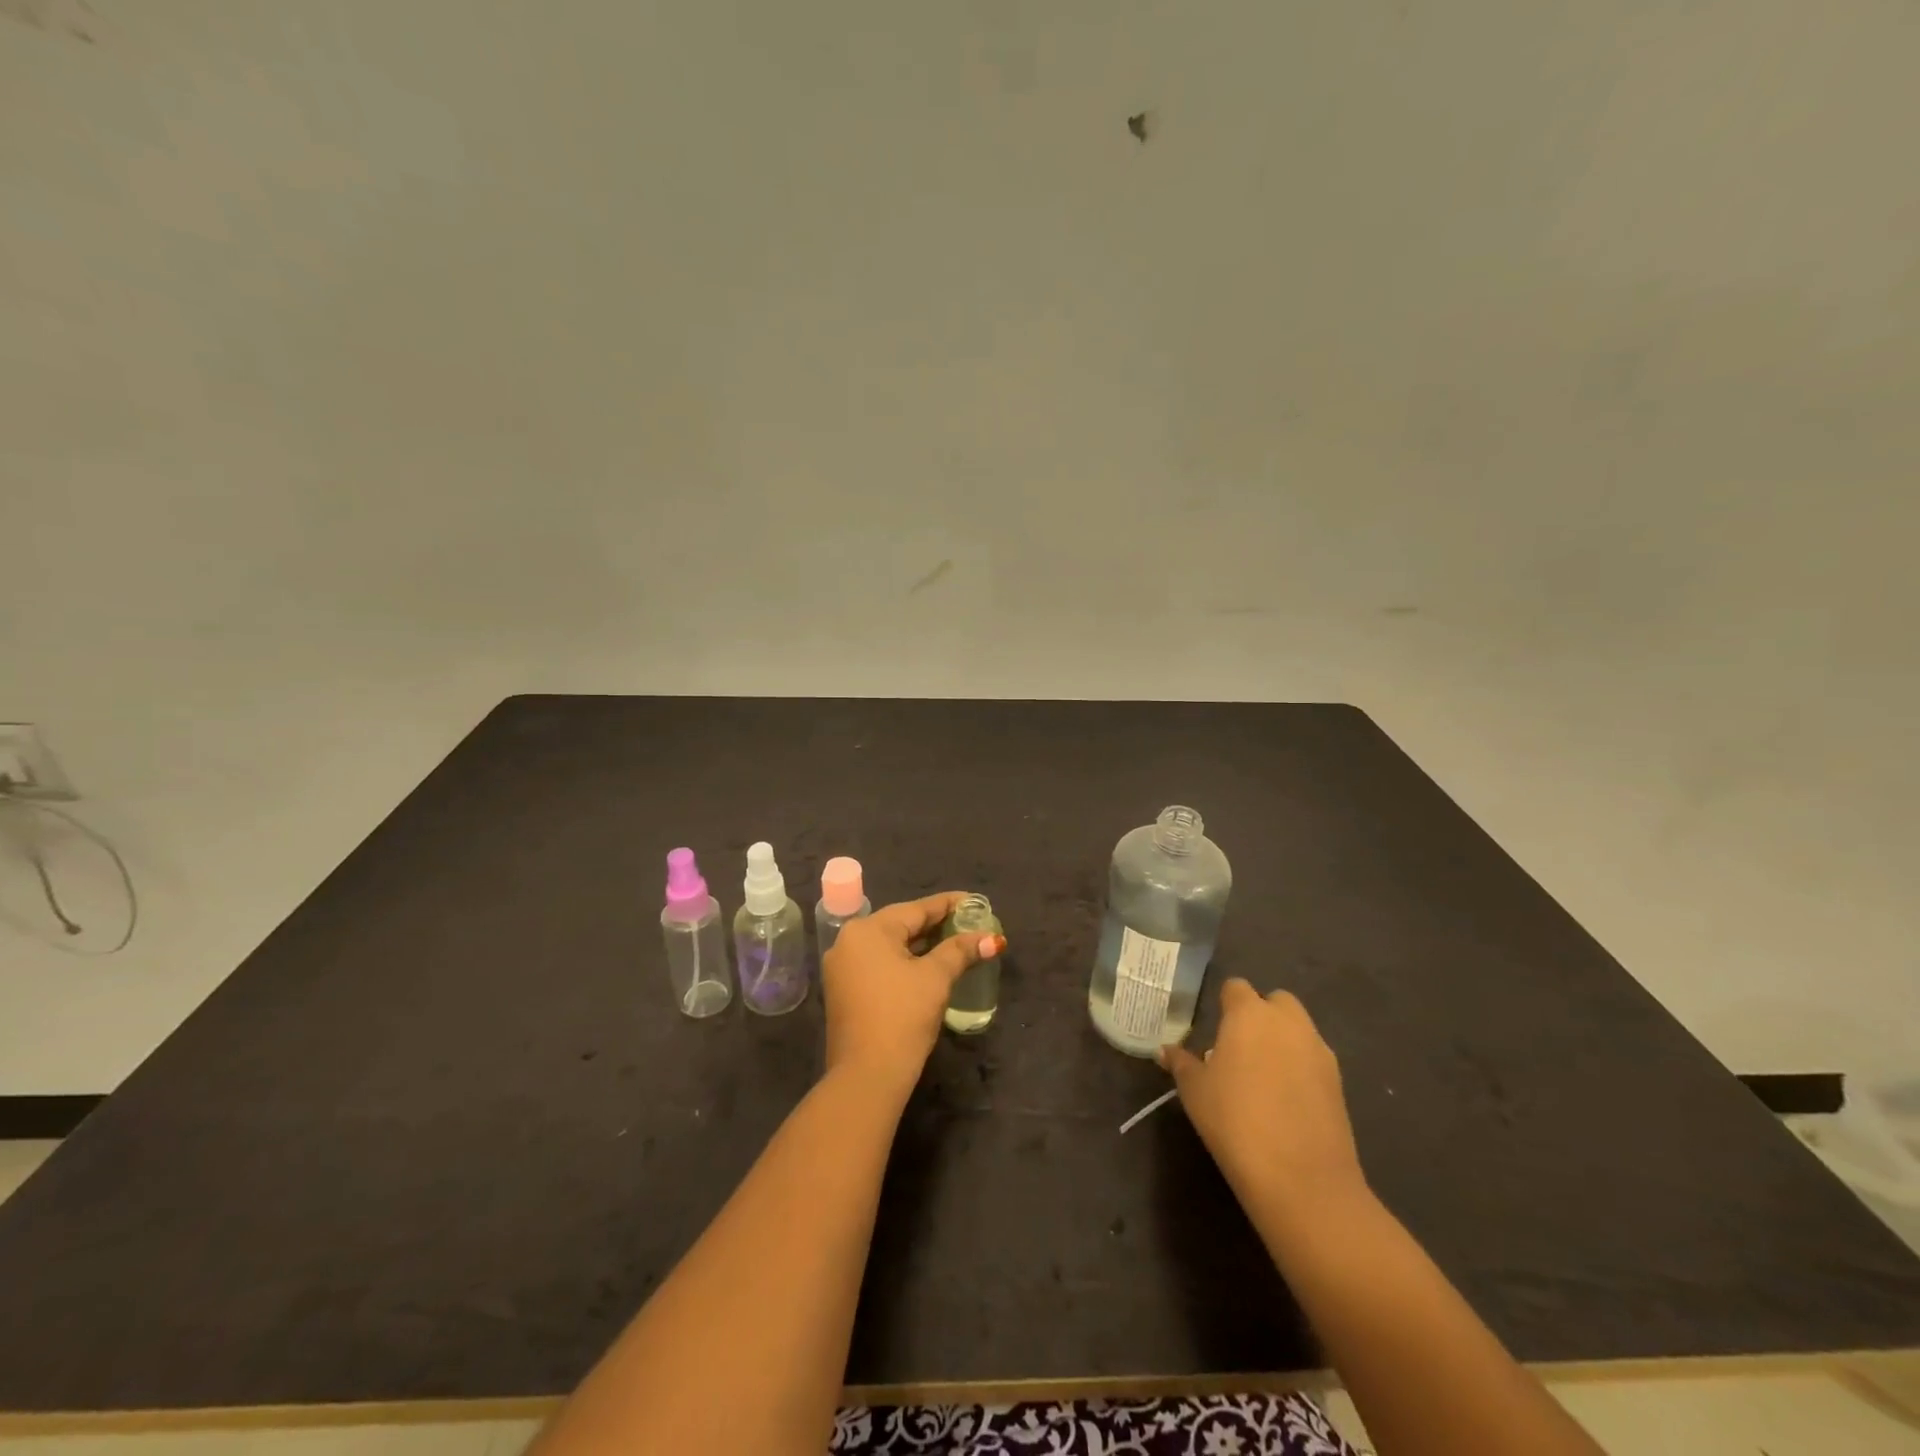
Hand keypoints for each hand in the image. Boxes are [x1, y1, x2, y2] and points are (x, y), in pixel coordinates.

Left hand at [821, 892, 1003, 1096]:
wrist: (867, 1076)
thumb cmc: (902, 1017)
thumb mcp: (936, 979)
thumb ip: (960, 951)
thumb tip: (992, 939)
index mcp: (868, 930)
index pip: (916, 909)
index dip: (949, 904)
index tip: (975, 901)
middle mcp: (849, 941)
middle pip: (901, 924)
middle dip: (936, 924)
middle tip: (969, 922)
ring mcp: (843, 967)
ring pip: (890, 945)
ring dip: (922, 944)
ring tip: (955, 941)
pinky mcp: (845, 990)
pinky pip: (880, 963)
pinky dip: (905, 961)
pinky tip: (928, 964)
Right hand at [1161, 979, 1366, 1228]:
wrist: (1302, 1179)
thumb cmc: (1235, 1121)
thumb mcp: (1194, 1091)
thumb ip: (1181, 1063)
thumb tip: (1165, 1050)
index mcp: (1249, 1014)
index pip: (1236, 987)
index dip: (1225, 1003)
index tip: (1214, 1028)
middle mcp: (1287, 1022)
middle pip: (1275, 1001)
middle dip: (1261, 1015)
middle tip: (1240, 1047)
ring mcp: (1318, 1051)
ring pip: (1298, 1029)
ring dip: (1282, 1040)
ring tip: (1262, 1075)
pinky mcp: (1339, 1082)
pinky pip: (1313, 1059)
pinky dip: (1301, 1067)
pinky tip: (1285, 1099)